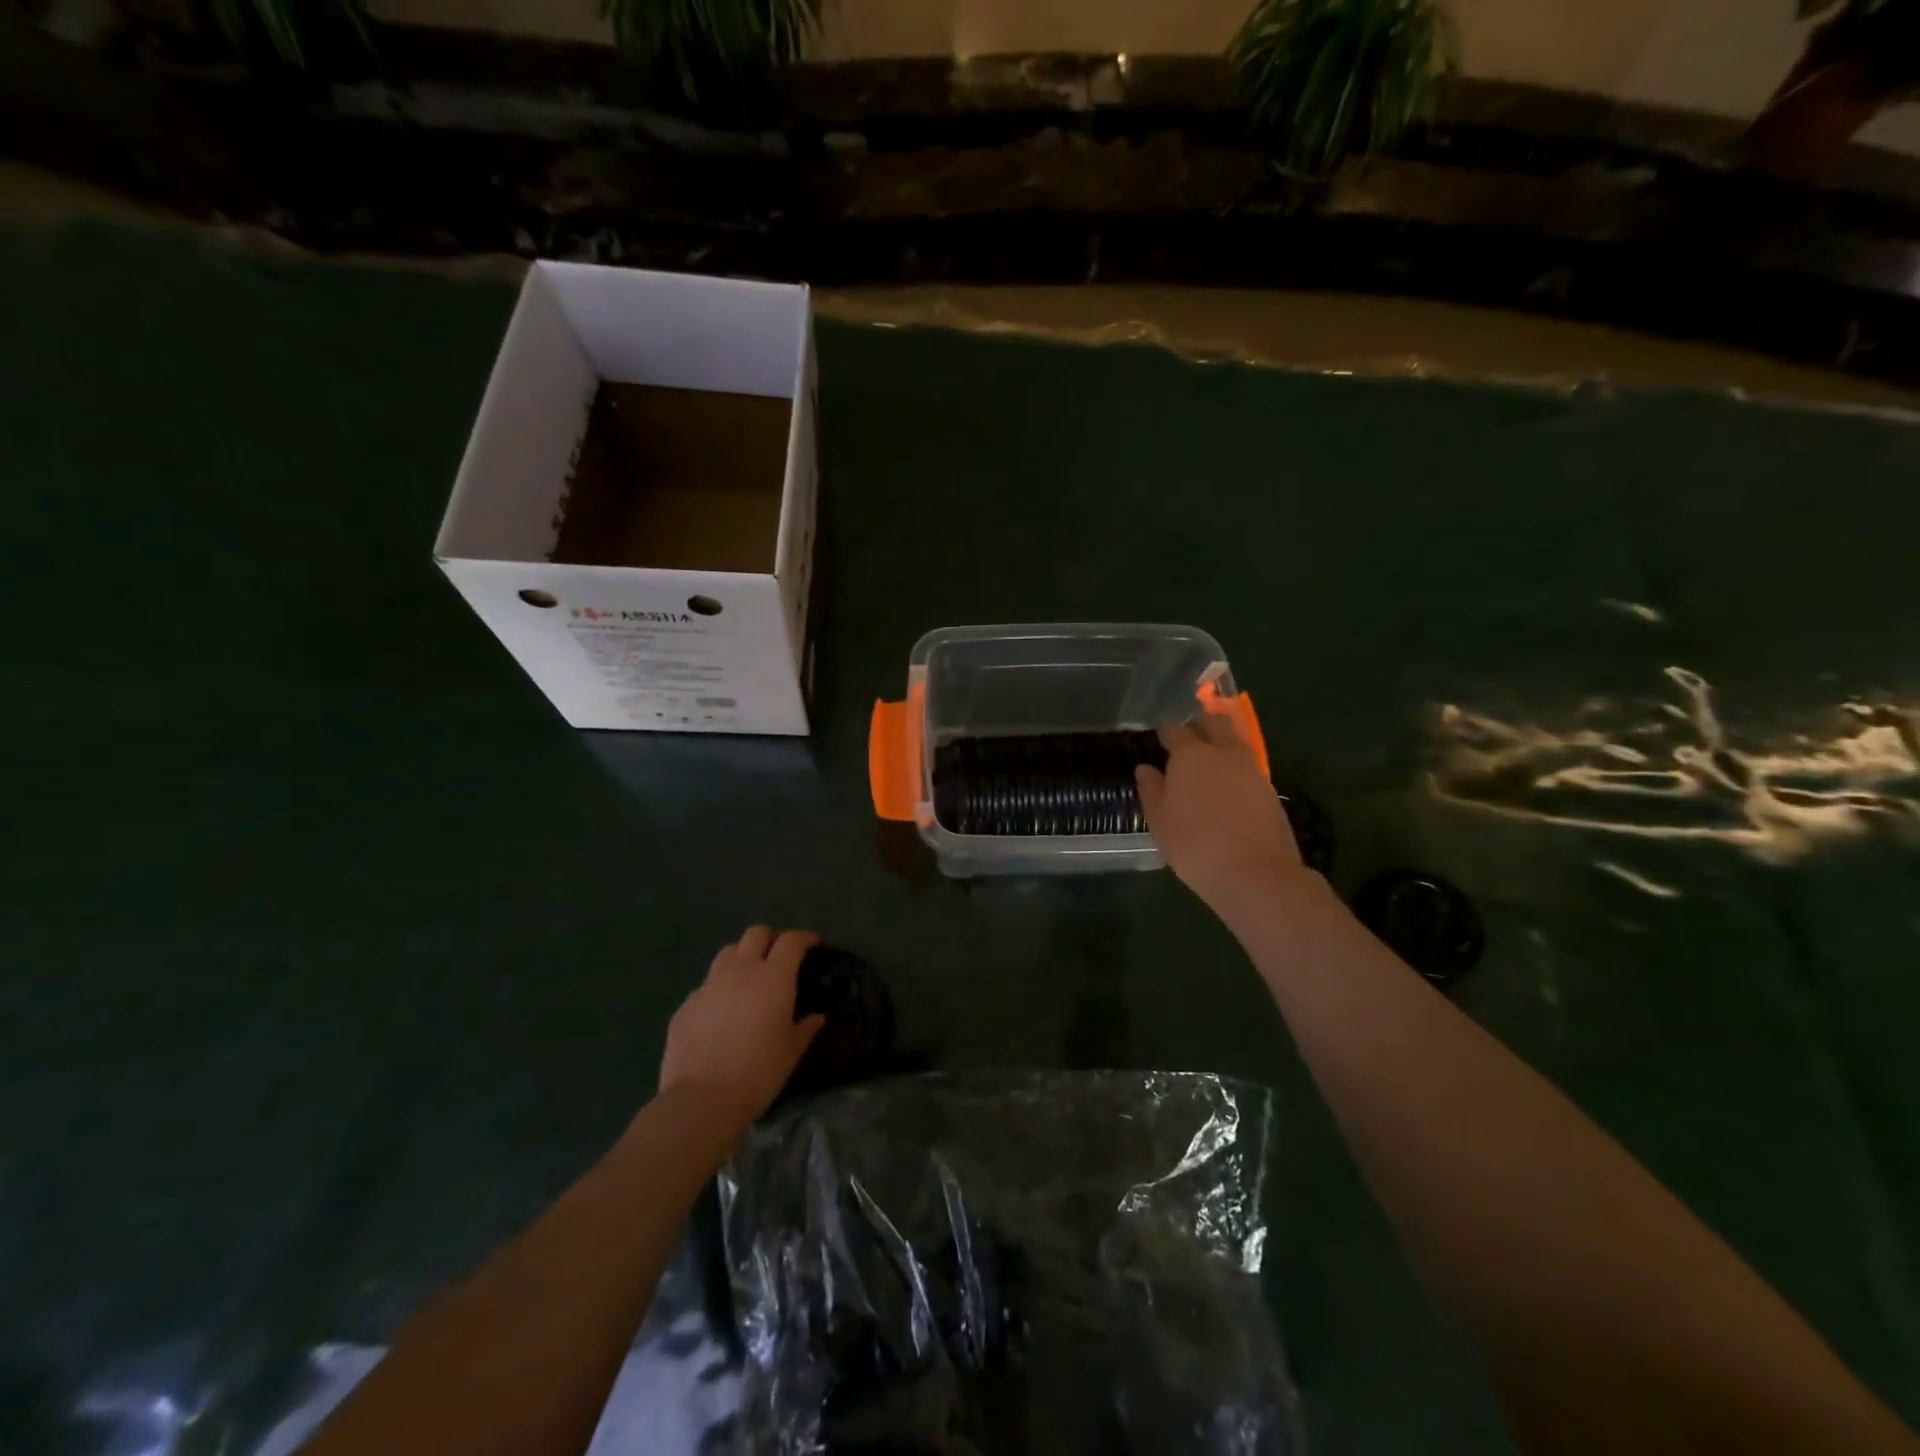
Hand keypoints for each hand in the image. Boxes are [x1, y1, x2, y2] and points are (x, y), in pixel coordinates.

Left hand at [659, 927, 825, 1127]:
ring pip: (728, 953)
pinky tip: (722, 1011)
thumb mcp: (791, 1052)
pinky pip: (706, 985)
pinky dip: (719, 988)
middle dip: (771, 939)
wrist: (701, 1100)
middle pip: (755, 934)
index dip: (804, 938)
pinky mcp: (686, 1004)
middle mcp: (741, 972)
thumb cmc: (758, 1073)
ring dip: (743, 956)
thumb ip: (805, 1028)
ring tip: (749, 977)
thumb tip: (817, 1017)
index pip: (790, 941)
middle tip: (779, 957)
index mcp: (773, 978)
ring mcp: (709, 986)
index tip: (813, 945)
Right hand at [1136, 713, 1307, 911]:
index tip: (1160, 737)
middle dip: (1200, 724)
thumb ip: (1151, 789)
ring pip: (1234, 742)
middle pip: (1214, 723)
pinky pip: (1247, 766)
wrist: (1255, 873)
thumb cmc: (1195, 844)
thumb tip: (1145, 768)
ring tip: (1206, 765)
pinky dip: (1234, 769)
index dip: (1166, 731)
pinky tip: (1226, 789)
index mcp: (1190, 755)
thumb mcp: (1160, 821)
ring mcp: (1251, 769)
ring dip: (1220, 745)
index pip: (1175, 730)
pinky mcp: (1269, 789)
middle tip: (1187, 739)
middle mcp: (1223, 752)